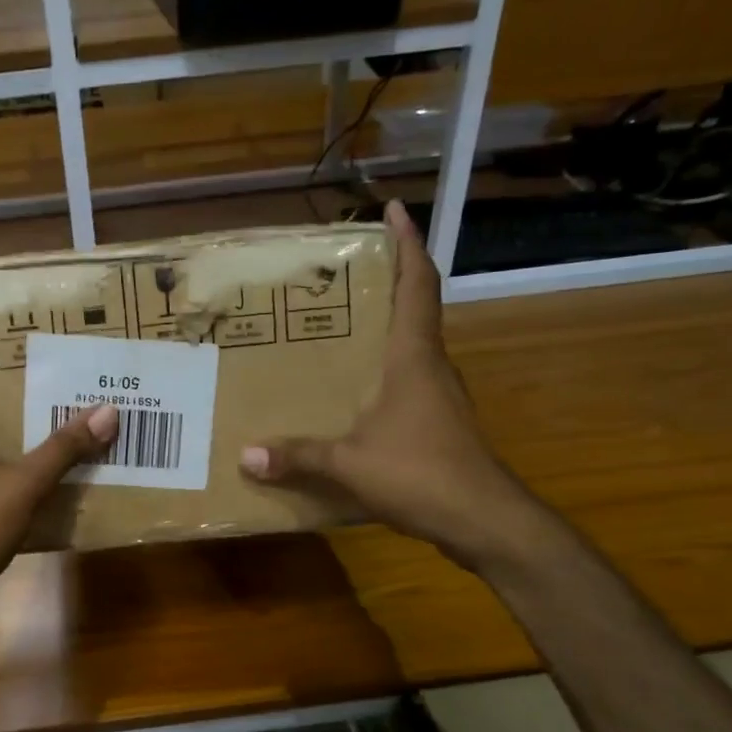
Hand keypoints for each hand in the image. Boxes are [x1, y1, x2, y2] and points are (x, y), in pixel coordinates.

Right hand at [240, 199, 547, 569]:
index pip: (417, 285)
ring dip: (383, 328)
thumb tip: (246, 455)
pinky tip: (352, 393)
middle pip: (415, 309)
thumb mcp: (349, 463)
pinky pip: (407, 383)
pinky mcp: (439, 425)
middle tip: (342, 272)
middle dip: (387, 280)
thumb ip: (299, 456)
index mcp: (414, 357)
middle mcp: (431, 367)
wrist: (485, 522)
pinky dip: (382, 372)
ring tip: (337, 328)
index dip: (408, 244)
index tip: (394, 210)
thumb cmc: (421, 473)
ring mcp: (439, 397)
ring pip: (411, 348)